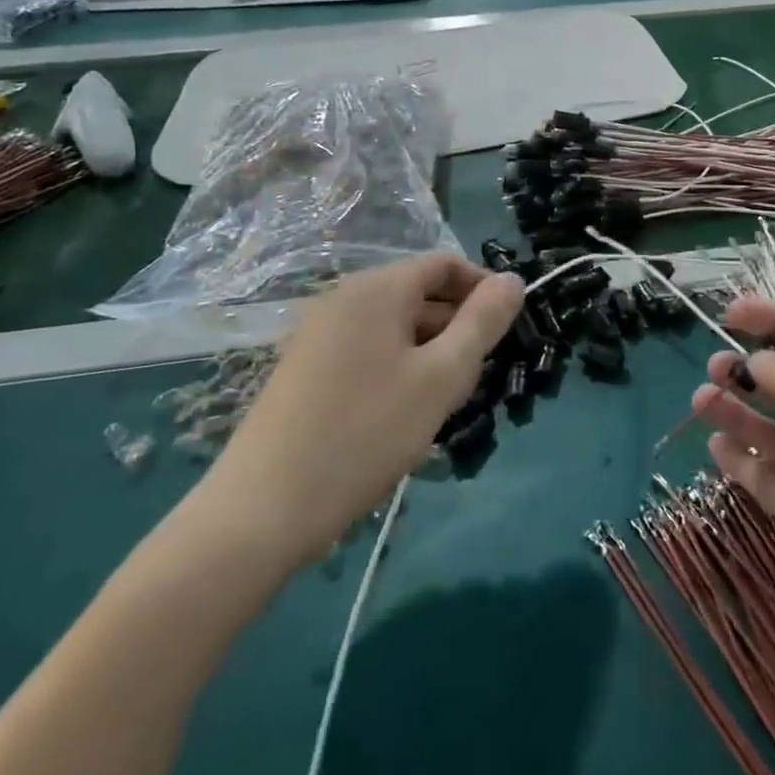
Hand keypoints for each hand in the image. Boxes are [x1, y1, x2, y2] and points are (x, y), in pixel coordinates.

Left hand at [188, 253, 522, 573]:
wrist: (261, 511)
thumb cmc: (365, 433)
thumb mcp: (442, 377)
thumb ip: (483, 322)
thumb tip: (513, 279)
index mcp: (378, 288)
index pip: (445, 264)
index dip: (482, 288)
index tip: (505, 330)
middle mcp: (344, 298)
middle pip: (419, 293)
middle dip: (457, 325)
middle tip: (476, 377)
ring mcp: (318, 333)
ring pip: (395, 326)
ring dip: (429, 351)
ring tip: (442, 403)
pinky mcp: (304, 368)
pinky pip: (367, 350)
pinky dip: (397, 368)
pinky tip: (401, 415)